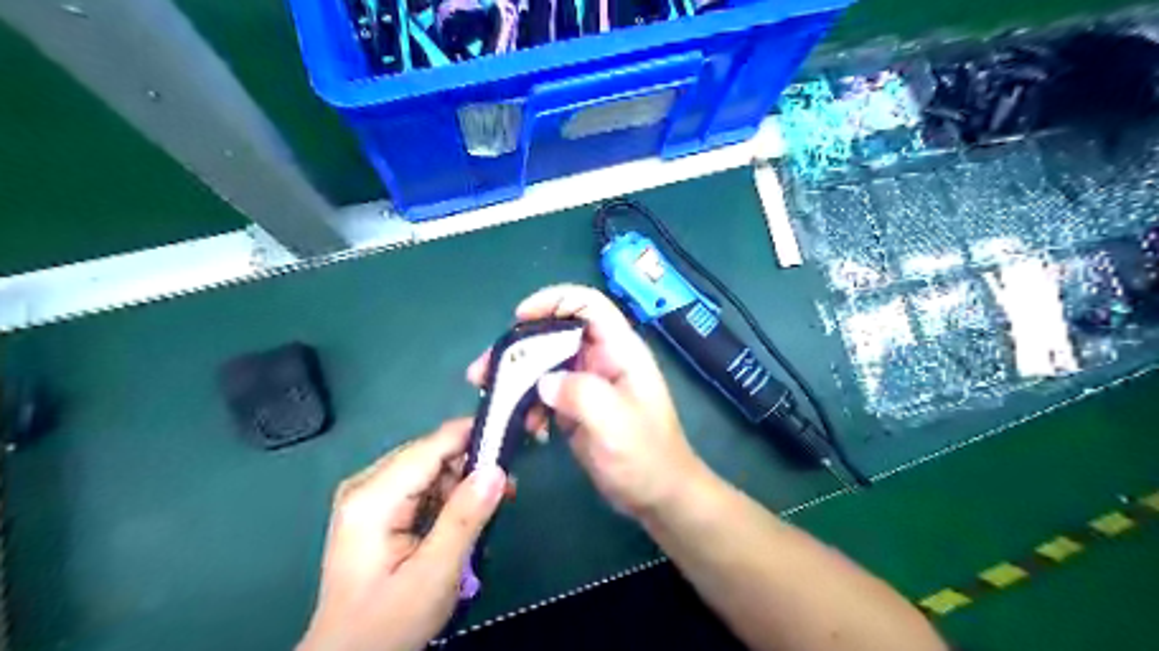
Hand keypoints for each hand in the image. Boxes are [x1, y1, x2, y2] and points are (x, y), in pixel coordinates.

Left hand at [294, 420, 505, 650]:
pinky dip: (449, 496)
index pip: (431, 446)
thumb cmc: (387, 623)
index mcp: (373, 496)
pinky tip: (467, 515)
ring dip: (463, 482)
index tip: (513, 436)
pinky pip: (422, 486)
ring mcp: (370, 496)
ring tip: (492, 505)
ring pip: (430, 469)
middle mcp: (367, 485)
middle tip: (508, 486)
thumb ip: (465, 518)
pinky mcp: (378, 510)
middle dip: (472, 464)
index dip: (474, 435)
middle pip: (430, 454)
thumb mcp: (434, 574)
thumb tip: (496, 470)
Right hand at [469, 284, 705, 517]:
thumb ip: (581, 394)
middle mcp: (602, 360)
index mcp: (620, 351)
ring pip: (545, 364)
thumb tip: (543, 382)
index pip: (588, 305)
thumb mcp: (616, 423)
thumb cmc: (646, 457)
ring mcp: (588, 384)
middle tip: (483, 370)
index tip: (519, 318)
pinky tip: (526, 427)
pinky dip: (529, 404)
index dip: (554, 301)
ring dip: (516, 378)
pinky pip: (545, 393)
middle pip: (556, 334)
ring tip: (489, 397)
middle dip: (519, 347)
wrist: (658, 496)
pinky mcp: (577, 408)